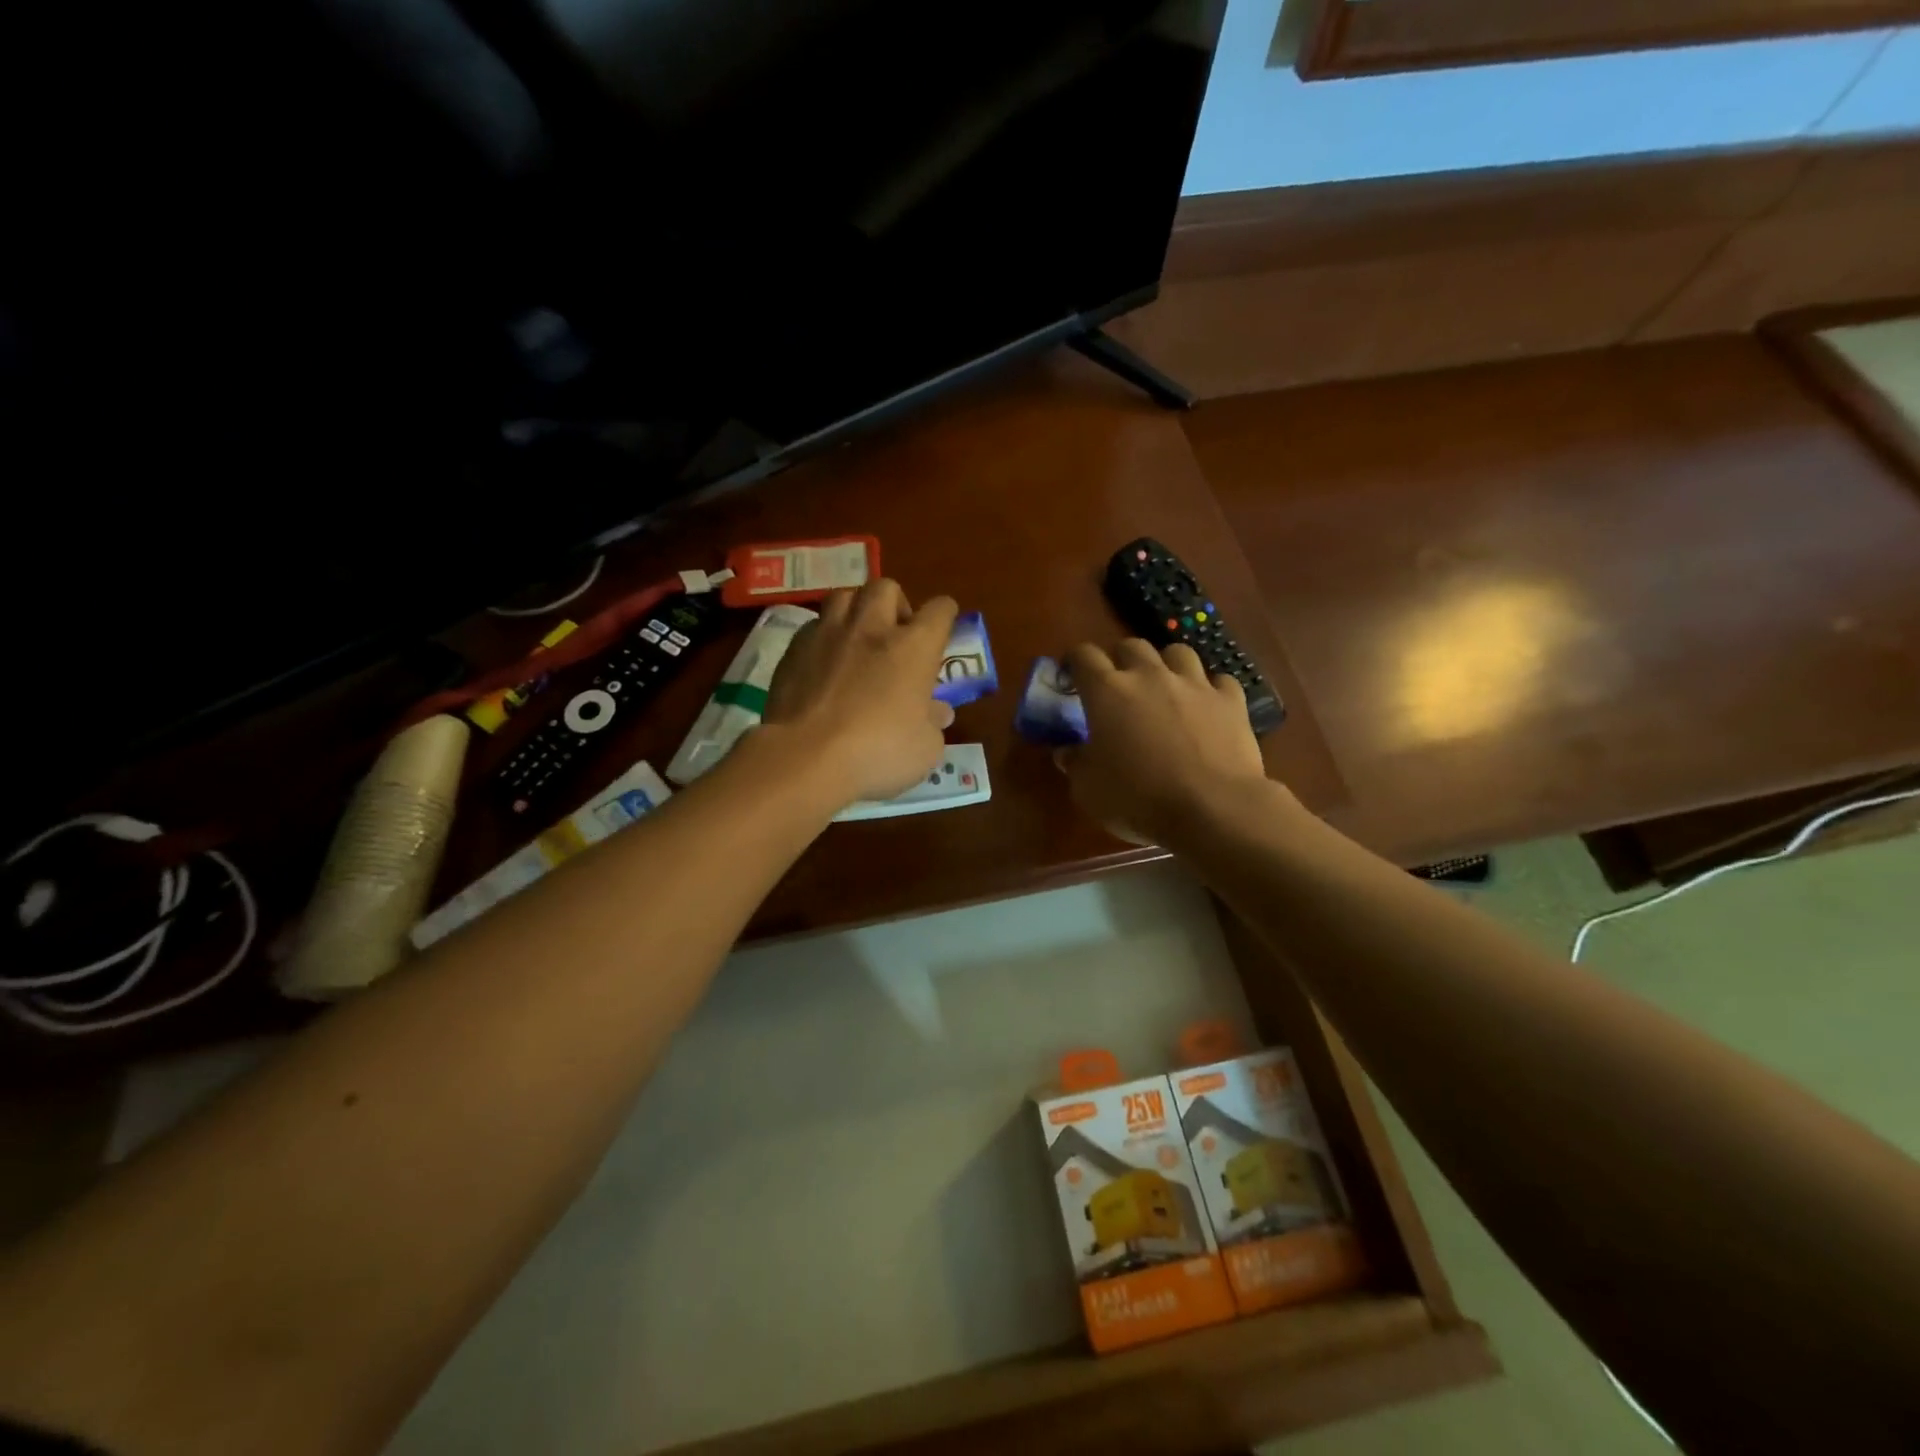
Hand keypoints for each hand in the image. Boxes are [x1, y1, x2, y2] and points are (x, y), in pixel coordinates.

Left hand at [762, 580, 958, 806]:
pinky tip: (824, 663)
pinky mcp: (793, 650)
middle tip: (895, 634)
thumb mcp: (924, 749)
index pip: (939, 610)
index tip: (943, 628)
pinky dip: (824, 638)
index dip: (945, 615)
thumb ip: (932, 723)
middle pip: (886, 588)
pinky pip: (813, 627)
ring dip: (855, 611)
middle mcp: (871, 628)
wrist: (805, 758)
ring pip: (843, 596)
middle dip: (895, 604)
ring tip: (856, 638)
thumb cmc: (878, 753)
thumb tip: (937, 712)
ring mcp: (827, 634)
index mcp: (914, 647)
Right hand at [1055, 640, 1275, 845]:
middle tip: (1119, 686)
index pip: (1084, 655)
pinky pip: (1220, 681)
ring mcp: (1194, 684)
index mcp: (1108, 692)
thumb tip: (1066, 751)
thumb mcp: (1089, 790)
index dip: (1074, 661)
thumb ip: (1075, 764)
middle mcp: (1150, 676)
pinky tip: (1208, 707)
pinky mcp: (1231, 701)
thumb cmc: (1139, 800)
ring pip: (1178, 652)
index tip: (1072, 677)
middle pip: (1132, 646)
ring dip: (1167, 665)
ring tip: (1166, 687)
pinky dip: (1211, 690)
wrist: (1213, 809)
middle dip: (1121, 660)